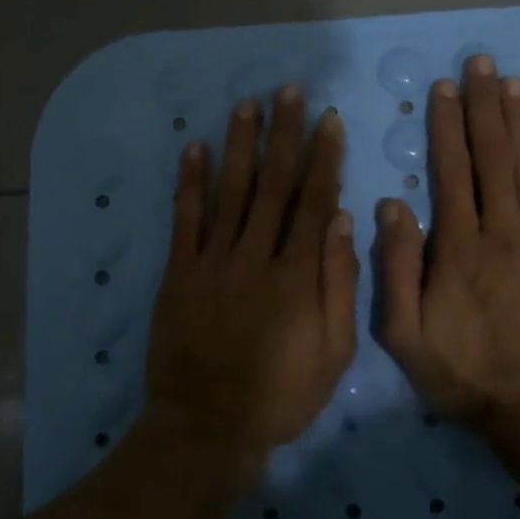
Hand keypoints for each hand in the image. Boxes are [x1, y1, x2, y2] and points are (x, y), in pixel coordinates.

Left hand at [145, 86, 357, 477]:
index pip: (314, 201)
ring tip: (248, 105)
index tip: (328, 119)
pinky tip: (195, 148)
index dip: (323, 157)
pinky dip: (189, 182)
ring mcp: (212, 262)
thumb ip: (338, 285)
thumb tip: (341, 221)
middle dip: (284, 134)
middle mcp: (255, 256)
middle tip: (289, 91)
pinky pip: (184, 220)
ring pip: (230, 191)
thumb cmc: (281, 394)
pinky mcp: (178, 274)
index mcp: (297, 275)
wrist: (207, 427)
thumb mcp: (333, 352)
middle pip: (273, 184)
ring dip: (240, 145)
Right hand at [376, 56, 519, 452]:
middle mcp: (502, 231)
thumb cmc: (467, 375)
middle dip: (483, 107)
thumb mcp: (405, 336)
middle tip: (480, 64)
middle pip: (492, 157)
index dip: (446, 126)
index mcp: (458, 247)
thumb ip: (396, 269)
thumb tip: (392, 205)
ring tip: (512, 83)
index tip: (444, 88)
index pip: (451, 171)